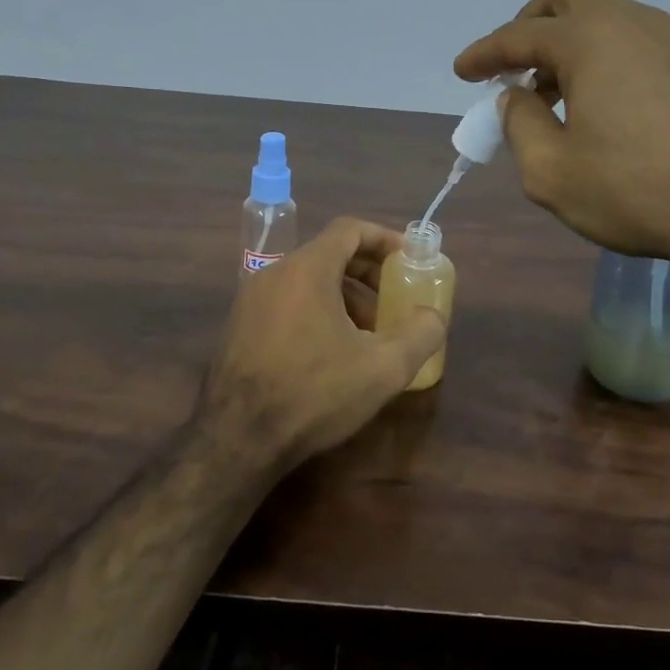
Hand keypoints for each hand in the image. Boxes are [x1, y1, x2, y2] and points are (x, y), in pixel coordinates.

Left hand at [197, 218, 445, 474]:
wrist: (237, 439)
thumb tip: (433, 316)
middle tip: (393, 300)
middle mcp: (274, 272)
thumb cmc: (313, 393)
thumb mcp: (383, 368)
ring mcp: (251, 299)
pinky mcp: (240, 326)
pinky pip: (287, 302)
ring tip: (368, 335)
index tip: (408, 258)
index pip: (350, 229)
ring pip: (308, 281)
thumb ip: (420, 334)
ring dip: (344, 297)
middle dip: (368, 274)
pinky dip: (317, 311)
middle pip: (329, 254)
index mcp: (307, 268)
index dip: (384, 238)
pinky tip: (331, 353)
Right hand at [455, 0, 669, 292]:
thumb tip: (516, 98)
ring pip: (611, 18)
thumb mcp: (551, 171)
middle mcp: (633, 23)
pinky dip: (610, 58)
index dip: (485, 53)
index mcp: (589, 40)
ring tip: (559, 93)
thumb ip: (520, 125)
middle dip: (533, 23)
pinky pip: (641, 43)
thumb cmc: (636, 190)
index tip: (463, 71)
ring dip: (574, 43)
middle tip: (516, 63)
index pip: (520, 35)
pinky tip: (610, 104)